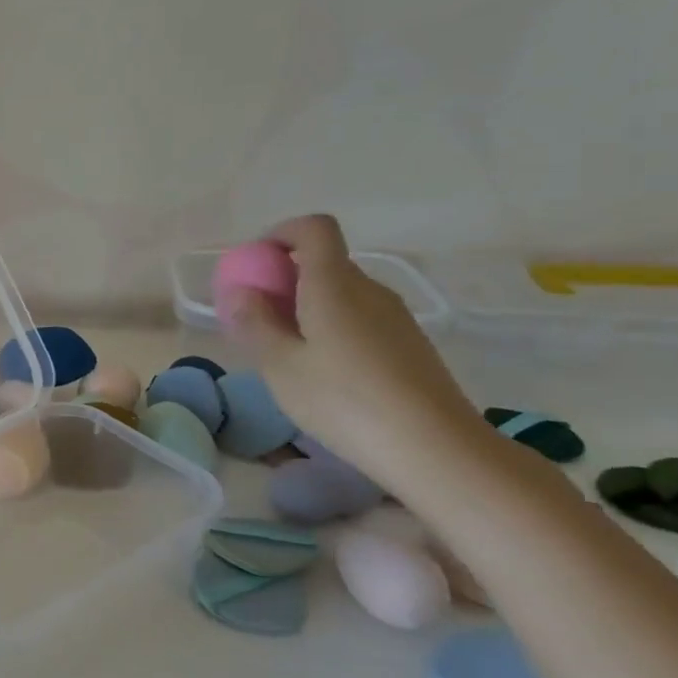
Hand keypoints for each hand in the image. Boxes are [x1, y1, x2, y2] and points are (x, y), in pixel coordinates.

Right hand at [222, 214, 488, 491]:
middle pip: (325, 263)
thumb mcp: (281, 366)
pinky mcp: (410, 344)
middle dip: (286, 280)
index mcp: (334, 285)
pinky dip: (333, 328)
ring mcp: (395, 317)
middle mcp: (369, 290)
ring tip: (287, 354)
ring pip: (342, 294)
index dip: (282, 234)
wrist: (436, 449)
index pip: (314, 228)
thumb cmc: (344, 401)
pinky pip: (361, 319)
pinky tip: (325, 374)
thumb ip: (255, 323)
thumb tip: (241, 291)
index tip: (256, 264)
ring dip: (308, 308)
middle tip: (258, 321)